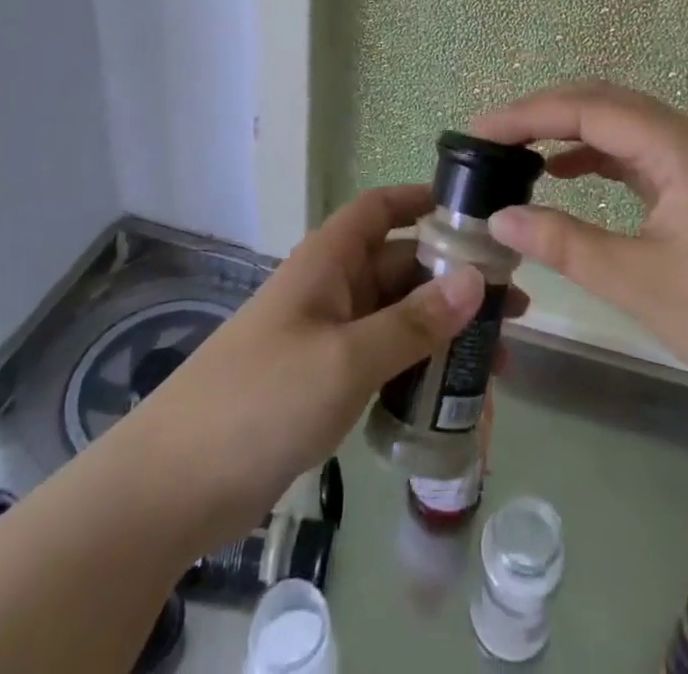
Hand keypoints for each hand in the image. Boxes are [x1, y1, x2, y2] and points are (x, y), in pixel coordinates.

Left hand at [125, 183, 522, 553]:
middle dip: (454, 279)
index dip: (422, 199)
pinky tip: (454, 395)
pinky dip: (418, 369)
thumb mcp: (345, 359)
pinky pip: (382, 359)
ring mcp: (326, 338)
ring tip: (501, 356)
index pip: (379, 209)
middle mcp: (330, 290)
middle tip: (514, 303)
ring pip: (397, 317)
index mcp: (327, 262)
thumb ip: (412, 323)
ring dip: (444, 329)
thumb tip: (475, 279)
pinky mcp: (323, 383)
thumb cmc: (261, 400)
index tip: (475, 211)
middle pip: (400, 266)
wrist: (172, 488)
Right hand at [471, 81, 687, 418]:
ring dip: (571, 131)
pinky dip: (599, 156)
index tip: (476, 132)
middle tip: (490, 138)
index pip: (587, 109)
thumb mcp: (642, 284)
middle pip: (605, 103)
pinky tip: (568, 175)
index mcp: (679, 146)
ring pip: (624, 124)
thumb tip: (500, 215)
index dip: (527, 115)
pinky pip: (642, 152)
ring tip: (518, 152)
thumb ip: (567, 244)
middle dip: (544, 113)